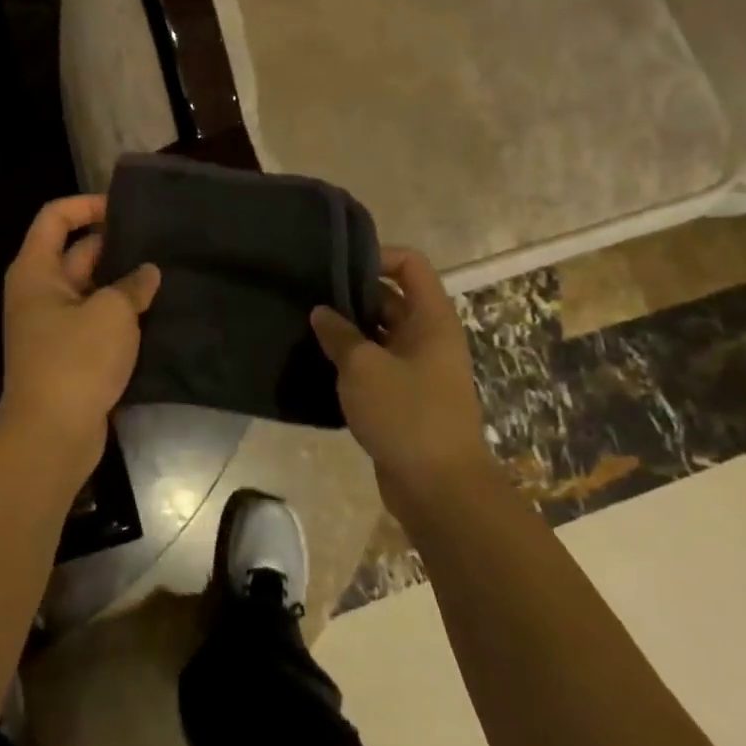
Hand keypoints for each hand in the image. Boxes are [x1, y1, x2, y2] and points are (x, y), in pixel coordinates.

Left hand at [0, 194, 160, 486]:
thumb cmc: (75, 360)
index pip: (55, 217)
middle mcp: (40, 292)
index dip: (87, 205)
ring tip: (166, 273)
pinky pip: (97, 321)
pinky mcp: (70, 354)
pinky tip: (158, 312)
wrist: (52, 435)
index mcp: (37, 270)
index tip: (124, 209)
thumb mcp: (111, 313)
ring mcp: (54, 325)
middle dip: (115, 245)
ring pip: (92, 289)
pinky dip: (122, 315)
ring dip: (123, 282)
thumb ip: (132, 285)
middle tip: (159, 241)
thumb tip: (147, 273)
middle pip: (77, 252)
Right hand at [311, 247, 491, 499]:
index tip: (337, 266)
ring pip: (380, 335)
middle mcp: (428, 337)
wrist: (439, 489)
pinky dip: (352, 362)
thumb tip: (321, 312)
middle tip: (308, 296)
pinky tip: (318, 364)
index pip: (410, 265)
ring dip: (348, 331)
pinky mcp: (405, 398)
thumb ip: (339, 334)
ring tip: (306, 327)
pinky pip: (377, 366)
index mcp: (431, 319)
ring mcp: (418, 369)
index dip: (377, 256)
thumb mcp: (364, 368)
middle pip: (391, 299)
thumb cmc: (407, 415)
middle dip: (352, 295)